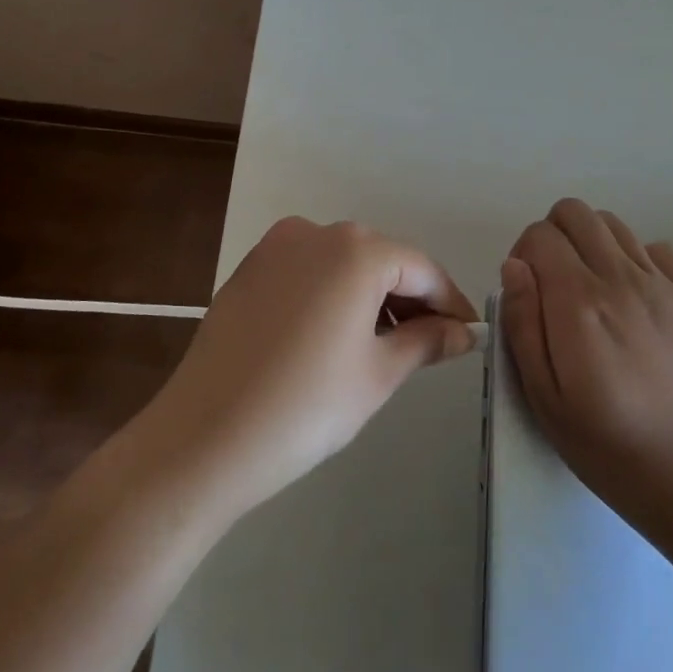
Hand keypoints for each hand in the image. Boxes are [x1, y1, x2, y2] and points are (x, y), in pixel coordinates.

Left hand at [149, 217, 477, 515]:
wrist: (203, 438)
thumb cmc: (306, 406)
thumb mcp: (379, 374)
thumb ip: (428, 341)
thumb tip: (462, 331)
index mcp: (356, 250)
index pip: (421, 269)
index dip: (450, 302)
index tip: (468, 334)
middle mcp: (316, 233)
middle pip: (382, 260)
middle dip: (411, 298)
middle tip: (431, 344)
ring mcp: (275, 248)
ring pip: (344, 264)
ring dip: (372, 296)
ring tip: (385, 345)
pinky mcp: (248, 270)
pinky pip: (309, 271)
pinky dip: (333, 294)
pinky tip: (336, 336)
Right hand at [500, 199, 672, 547]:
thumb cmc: (604, 444)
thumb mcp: (542, 395)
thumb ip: (522, 322)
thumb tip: (514, 266)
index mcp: (578, 302)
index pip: (540, 236)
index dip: (522, 256)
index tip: (526, 294)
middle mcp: (619, 278)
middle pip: (575, 212)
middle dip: (552, 236)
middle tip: (551, 285)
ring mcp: (660, 284)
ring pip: (613, 224)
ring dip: (590, 243)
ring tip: (589, 291)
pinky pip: (657, 248)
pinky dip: (634, 258)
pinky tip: (630, 298)